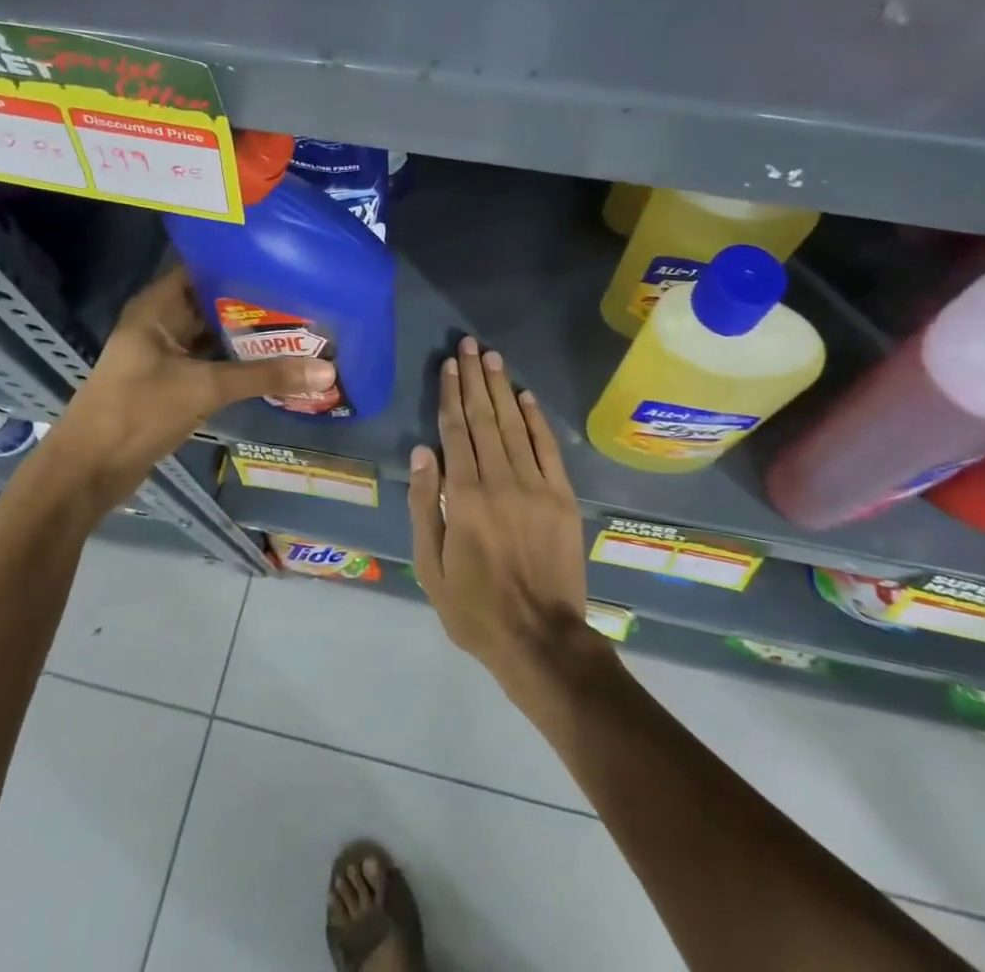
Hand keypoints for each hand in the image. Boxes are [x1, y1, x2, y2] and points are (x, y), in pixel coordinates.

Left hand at [35, 267, 334, 518]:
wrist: (88, 472)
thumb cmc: (138, 412)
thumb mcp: (205, 389)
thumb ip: (265, 377)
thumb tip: (327, 371)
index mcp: (157, 306)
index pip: (204, 268)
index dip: (241, 263)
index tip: (286, 263)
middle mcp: (161, 322)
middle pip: (214, 303)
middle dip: (256, 303)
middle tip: (306, 297)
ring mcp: (165, 354)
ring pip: (215, 335)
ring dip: (250, 336)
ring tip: (301, 326)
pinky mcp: (171, 382)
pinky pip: (212, 362)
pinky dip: (239, 363)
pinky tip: (276, 363)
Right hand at [408, 337, 598, 687]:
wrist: (541, 639)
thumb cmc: (474, 608)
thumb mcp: (431, 566)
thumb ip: (426, 505)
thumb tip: (422, 452)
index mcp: (465, 496)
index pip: (456, 431)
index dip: (451, 394)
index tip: (449, 365)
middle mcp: (500, 480)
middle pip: (484, 418)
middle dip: (475, 378)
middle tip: (468, 345)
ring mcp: (536, 486)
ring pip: (514, 425)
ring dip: (501, 389)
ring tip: (491, 357)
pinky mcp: (561, 498)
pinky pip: (547, 449)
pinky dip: (536, 419)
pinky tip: (525, 396)